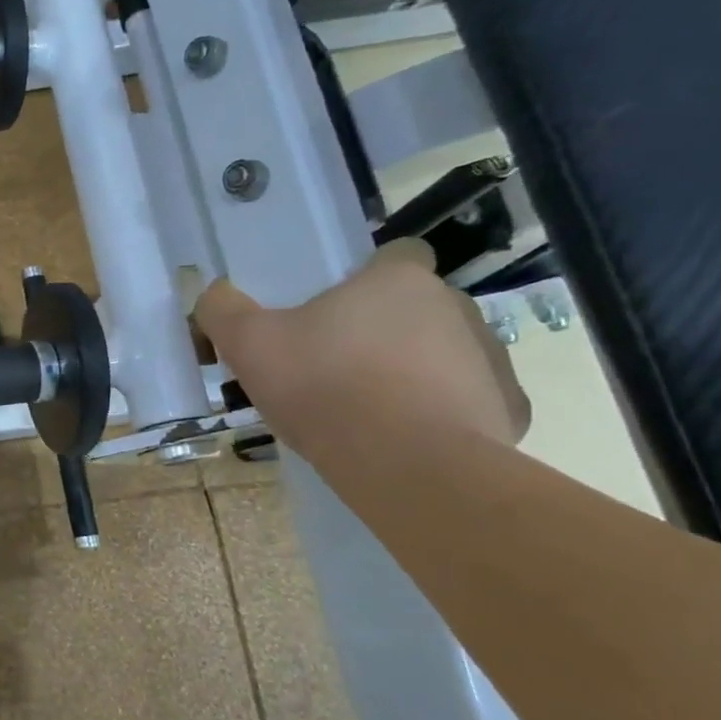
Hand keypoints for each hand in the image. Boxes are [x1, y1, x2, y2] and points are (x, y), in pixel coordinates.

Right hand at [195, 240, 530, 455]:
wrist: (406, 466)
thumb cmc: (325, 387)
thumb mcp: (248, 343)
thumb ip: (222, 309)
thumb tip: (212, 292)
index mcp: (398, 281)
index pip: (396, 253)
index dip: (366, 276)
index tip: (335, 308)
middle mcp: (454, 307)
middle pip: (414, 307)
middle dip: (380, 330)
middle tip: (332, 367)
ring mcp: (490, 358)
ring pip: (442, 353)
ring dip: (409, 371)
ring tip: (364, 410)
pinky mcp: (508, 410)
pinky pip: (466, 401)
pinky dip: (437, 414)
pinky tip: (400, 439)